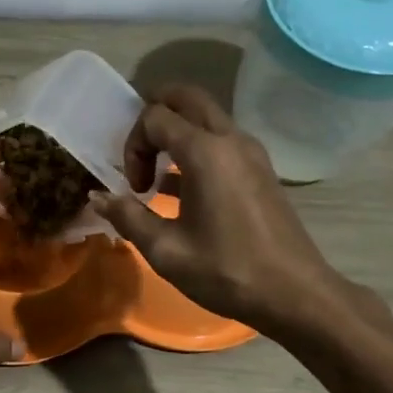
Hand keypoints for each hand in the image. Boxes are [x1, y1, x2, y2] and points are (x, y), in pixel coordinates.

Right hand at [91, 84, 352, 334]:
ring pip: (205, 116)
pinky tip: (182, 190)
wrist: (295, 294)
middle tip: (139, 154)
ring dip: (176, 133)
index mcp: (205, 152)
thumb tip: (97, 197)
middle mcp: (230, 140)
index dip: (134, 145)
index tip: (134, 188)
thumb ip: (128, 216)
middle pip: (186, 97)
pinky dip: (195, 148)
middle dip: (154, 116)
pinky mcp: (260, 169)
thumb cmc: (227, 271)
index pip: (155, 117)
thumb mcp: (166, 250)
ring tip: (157, 175)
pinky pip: (221, 140)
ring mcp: (250, 152)